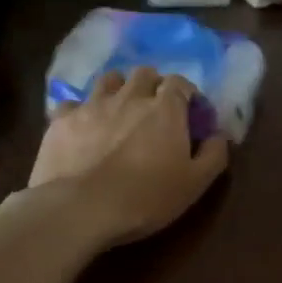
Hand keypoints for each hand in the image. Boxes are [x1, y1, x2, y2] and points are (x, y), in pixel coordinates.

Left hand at [29, 67, 229, 246]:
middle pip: (144, 73)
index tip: (189, 112)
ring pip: (108, 79)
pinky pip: (72, 104)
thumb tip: (219, 135)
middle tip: (154, 109)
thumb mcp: (194, 184)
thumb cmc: (146, 198)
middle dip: (152, 85)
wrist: (81, 209)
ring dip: (117, 89)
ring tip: (118, 110)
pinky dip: (80, 111)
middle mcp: (129, 97)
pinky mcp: (61, 120)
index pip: (180, 83)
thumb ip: (214, 155)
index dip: (186, 94)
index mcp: (165, 109)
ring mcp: (92, 105)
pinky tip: (82, 128)